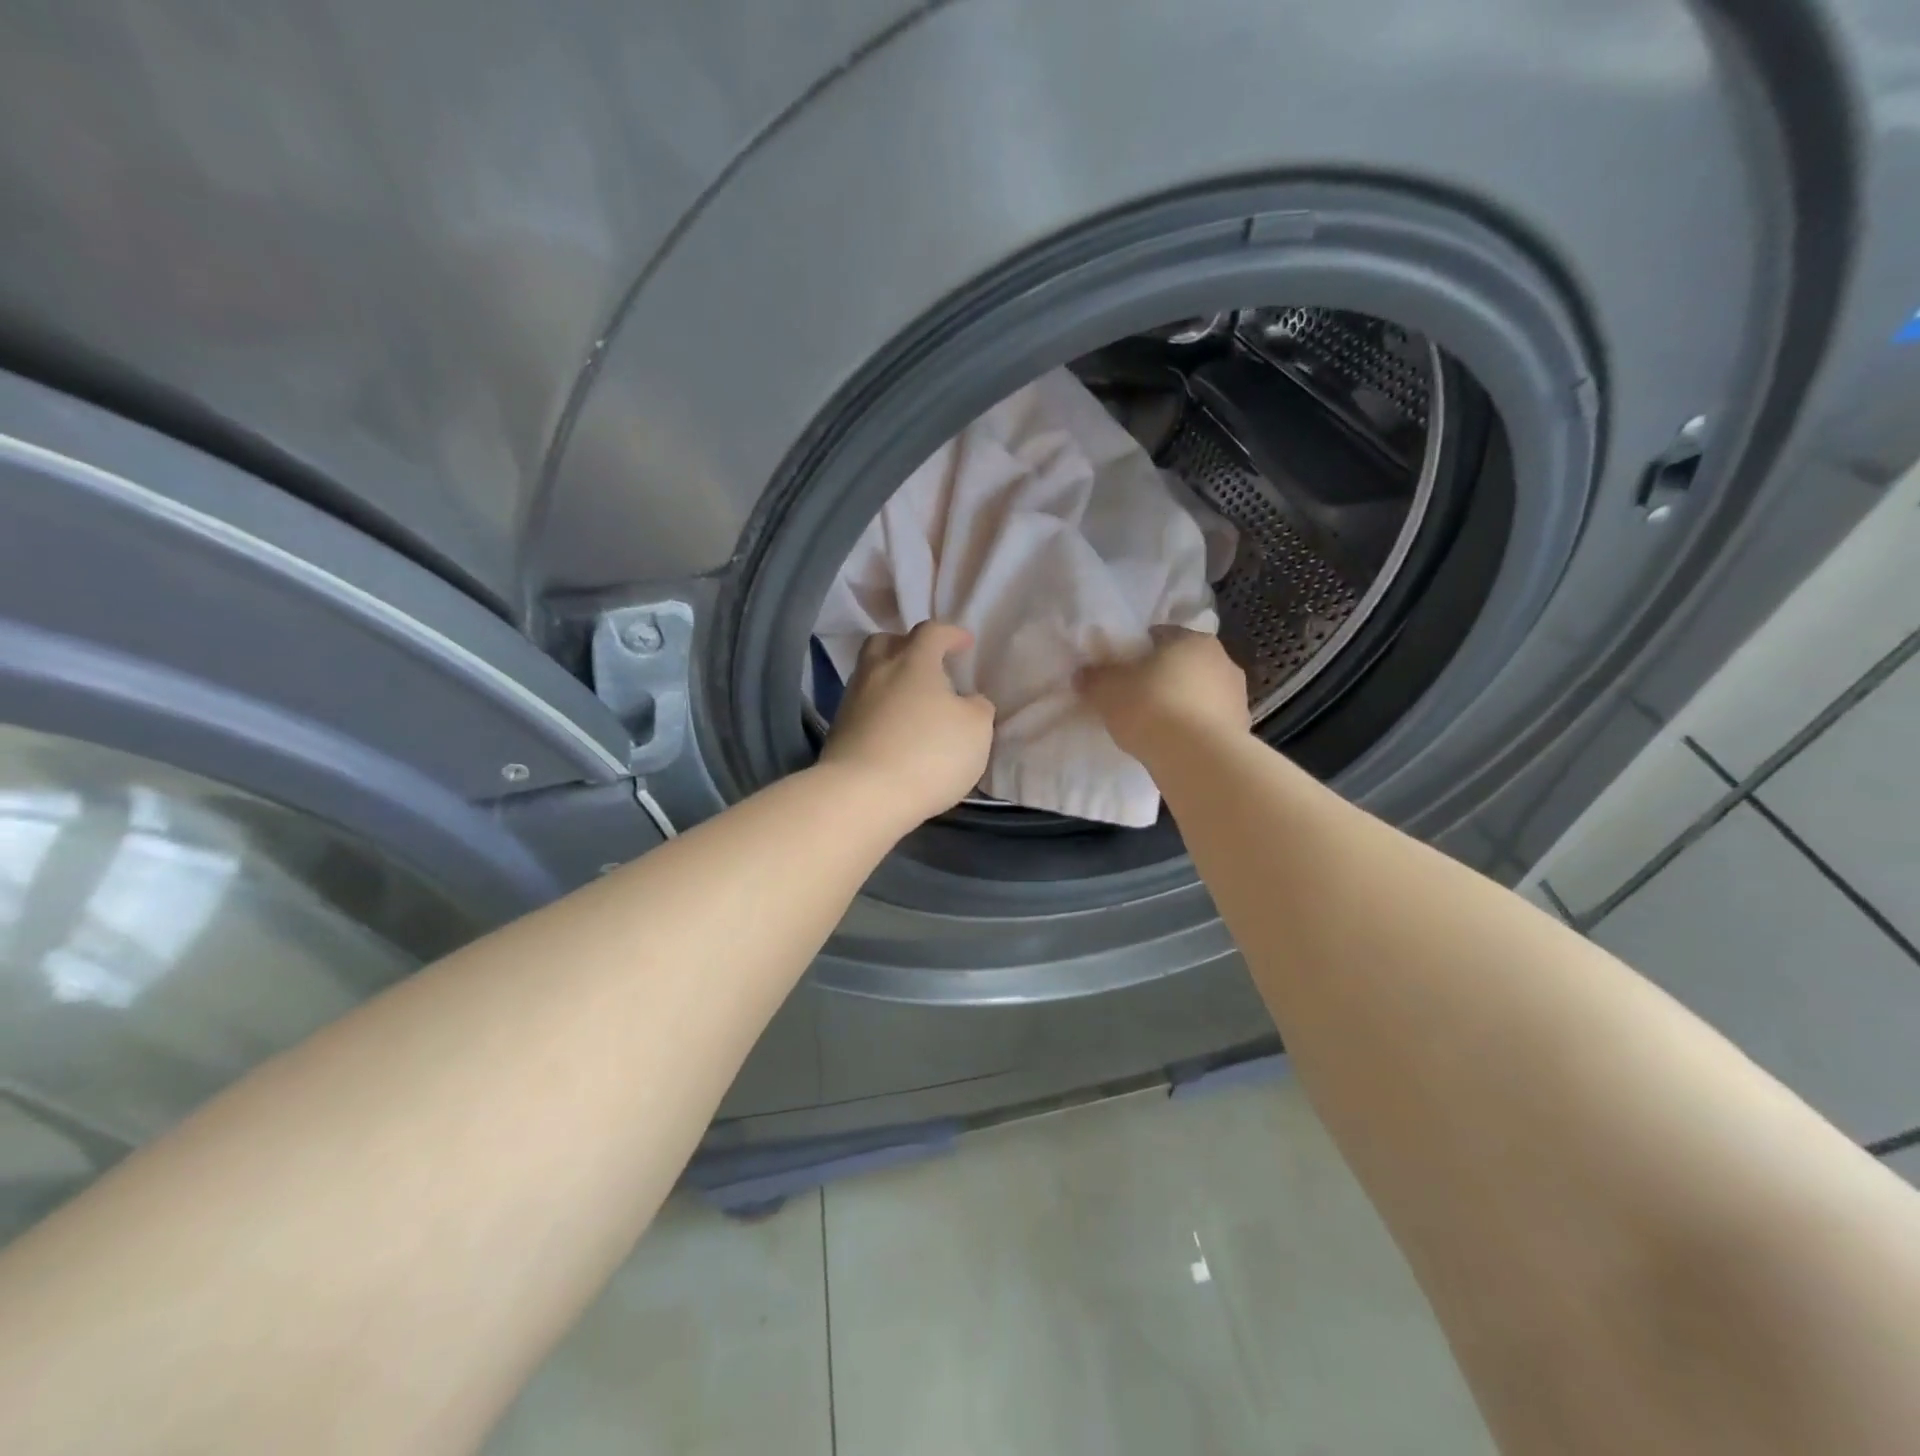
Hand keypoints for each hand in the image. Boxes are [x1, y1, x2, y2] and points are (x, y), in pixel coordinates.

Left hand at [820, 622, 995, 827]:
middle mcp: (878, 671)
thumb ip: (977, 708)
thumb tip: (969, 701)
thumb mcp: (976, 731)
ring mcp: (852, 700)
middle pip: (886, 642)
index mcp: (914, 662)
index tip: (965, 644)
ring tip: (910, 700)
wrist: (863, 794)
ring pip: (869, 673)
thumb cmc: (929, 755)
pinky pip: (861, 705)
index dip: (951, 634)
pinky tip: (892, 728)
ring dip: (889, 678)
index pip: (932, 632)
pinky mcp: (838, 729)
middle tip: (926, 663)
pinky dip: (878, 708)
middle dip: (907, 646)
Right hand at [1077, 626, 1249, 758]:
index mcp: (1191, 639)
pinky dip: (1196, 728)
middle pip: (1184, 663)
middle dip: (1164, 677)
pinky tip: (1177, 744)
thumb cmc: (1151, 708)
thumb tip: (1083, 673)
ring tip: (1158, 726)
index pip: (1160, 635)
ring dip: (1183, 702)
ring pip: (1201, 692)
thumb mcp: (1107, 691)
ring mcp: (1237, 694)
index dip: (1138, 652)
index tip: (1122, 671)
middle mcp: (1222, 659)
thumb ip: (1094, 678)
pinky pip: (1211, 721)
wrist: (1197, 758)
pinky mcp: (1243, 727)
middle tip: (1137, 697)